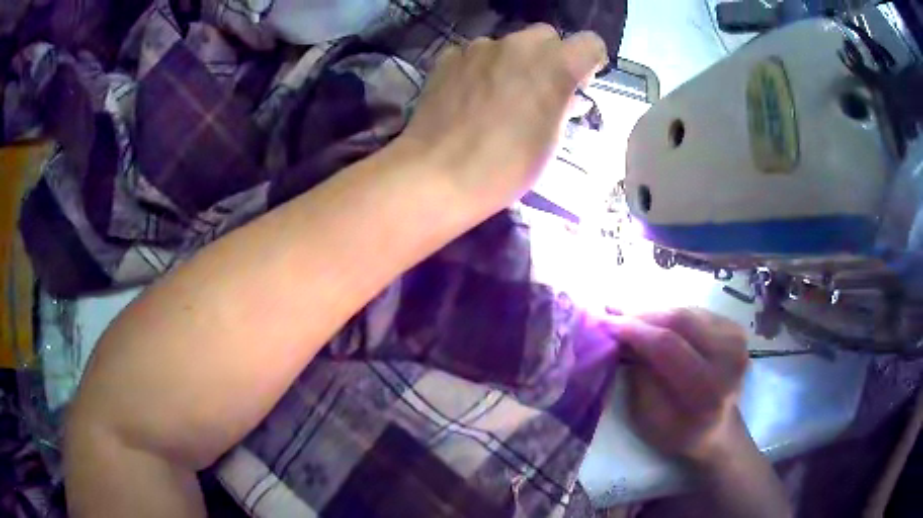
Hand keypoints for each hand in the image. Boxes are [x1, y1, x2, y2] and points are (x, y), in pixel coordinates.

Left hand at [397, 24, 607, 216]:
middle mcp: (519, 45)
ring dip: (513, 62)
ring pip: (509, 43)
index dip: (589, 62)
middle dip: (550, 57)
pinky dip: (481, 67)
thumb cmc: (505, 166)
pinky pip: (476, 54)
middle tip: (539, 90)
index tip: (579, 84)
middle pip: (546, 36)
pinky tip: (470, 96)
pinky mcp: (449, 57)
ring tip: (499, 97)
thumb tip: (566, 93)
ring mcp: (479, 47)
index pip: (590, 43)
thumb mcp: (551, 141)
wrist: (437, 174)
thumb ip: (563, 104)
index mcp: (554, 65)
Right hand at [608, 308, 749, 465]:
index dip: (635, 330)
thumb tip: (624, 339)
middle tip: (612, 311)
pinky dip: (671, 315)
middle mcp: (729, 360)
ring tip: (629, 315)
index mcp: (707, 391)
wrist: (717, 430)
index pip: (668, 346)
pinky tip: (654, 321)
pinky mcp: (737, 331)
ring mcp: (737, 341)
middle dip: (643, 315)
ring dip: (655, 312)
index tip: (605, 321)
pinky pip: (697, 313)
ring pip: (688, 312)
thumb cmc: (676, 432)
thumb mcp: (647, 417)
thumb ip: (638, 377)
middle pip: (681, 320)